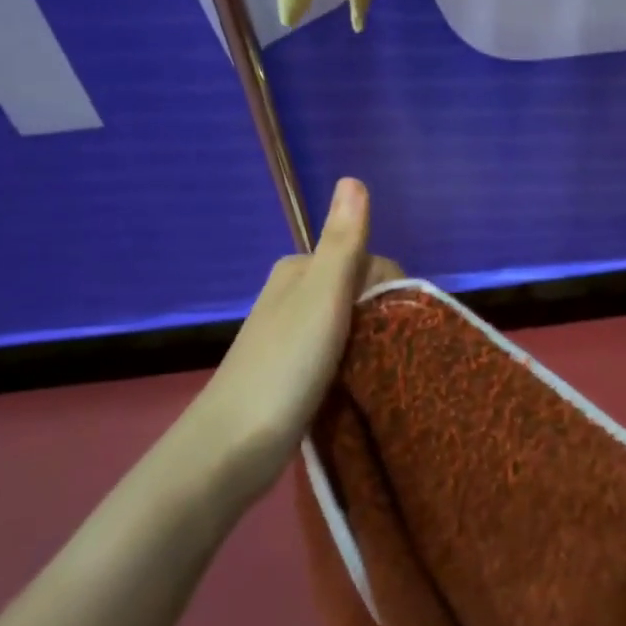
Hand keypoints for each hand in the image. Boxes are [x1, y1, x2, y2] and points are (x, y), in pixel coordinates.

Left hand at [180, 178, 401, 504]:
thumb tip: (352, 178)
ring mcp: (292, 335)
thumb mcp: (322, 296)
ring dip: (371, 344)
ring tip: (377, 373)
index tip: (393, 327)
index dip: (391, 291)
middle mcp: (294, 294)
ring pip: (352, 325)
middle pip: (362, 293)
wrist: (232, 447)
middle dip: (382, 319)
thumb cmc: (284, 365)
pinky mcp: (294, 371)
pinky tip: (360, 385)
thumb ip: (342, 242)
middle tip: (387, 354)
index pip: (369, 262)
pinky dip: (356, 365)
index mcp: (300, 269)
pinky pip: (340, 354)